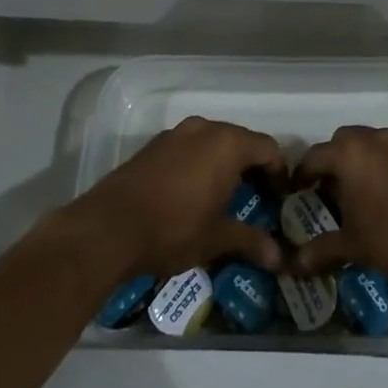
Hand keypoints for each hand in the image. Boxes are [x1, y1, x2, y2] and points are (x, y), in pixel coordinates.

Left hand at [55, 116, 287, 281]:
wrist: (107, 229)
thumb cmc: (172, 229)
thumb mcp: (216, 238)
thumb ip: (250, 241)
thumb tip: (280, 258)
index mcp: (227, 144)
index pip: (268, 148)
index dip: (279, 172)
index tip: (280, 198)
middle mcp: (204, 129)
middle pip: (241, 141)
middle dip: (252, 167)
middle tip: (256, 198)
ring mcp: (175, 134)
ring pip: (212, 142)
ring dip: (223, 164)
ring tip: (224, 196)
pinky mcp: (153, 146)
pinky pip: (188, 148)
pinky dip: (198, 164)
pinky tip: (191, 194)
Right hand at [292, 125, 387, 285]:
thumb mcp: (355, 247)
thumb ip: (322, 251)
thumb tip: (294, 264)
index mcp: (351, 155)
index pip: (314, 156)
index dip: (302, 174)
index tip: (297, 191)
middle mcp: (376, 140)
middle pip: (344, 141)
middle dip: (333, 161)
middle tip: (331, 190)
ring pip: (373, 145)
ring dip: (363, 162)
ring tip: (364, 194)